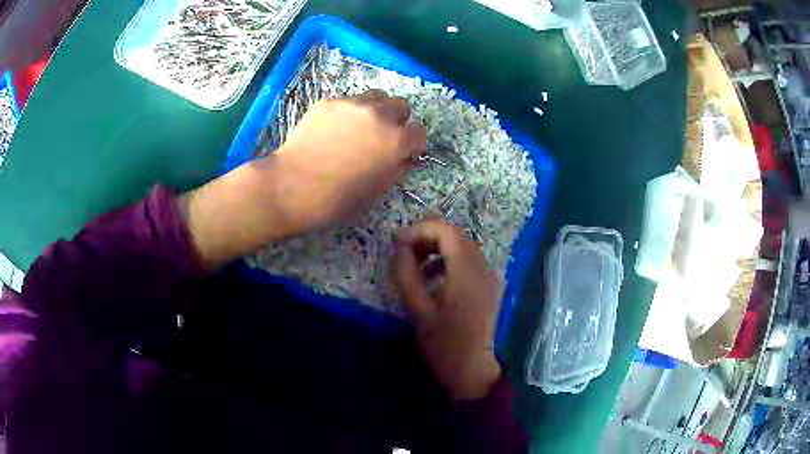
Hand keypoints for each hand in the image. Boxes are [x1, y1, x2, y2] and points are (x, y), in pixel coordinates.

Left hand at [181, 90, 426, 268]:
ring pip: (376, 97)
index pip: (419, 132)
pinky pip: (349, 101)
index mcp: (395, 140)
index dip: (415, 145)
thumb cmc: (337, 199)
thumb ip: (398, 168)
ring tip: (361, 128)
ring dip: (377, 110)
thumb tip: (406, 157)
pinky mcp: (329, 102)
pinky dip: (350, 113)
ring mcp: (352, 104)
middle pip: (401, 106)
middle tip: (384, 138)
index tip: (406, 153)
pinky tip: (334, 130)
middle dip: (398, 121)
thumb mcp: (377, 191)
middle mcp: (378, 115)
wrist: (292, 186)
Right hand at [394, 219, 502, 400]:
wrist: (473, 370)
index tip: (398, 244)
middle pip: (455, 234)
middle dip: (427, 236)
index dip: (419, 229)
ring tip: (415, 265)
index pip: (446, 230)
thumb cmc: (443, 345)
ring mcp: (488, 275)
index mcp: (466, 272)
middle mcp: (482, 267)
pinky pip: (468, 259)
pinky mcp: (488, 284)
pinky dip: (448, 259)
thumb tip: (399, 246)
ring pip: (462, 244)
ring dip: (436, 247)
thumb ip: (406, 274)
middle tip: (404, 252)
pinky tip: (432, 277)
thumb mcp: (417, 310)